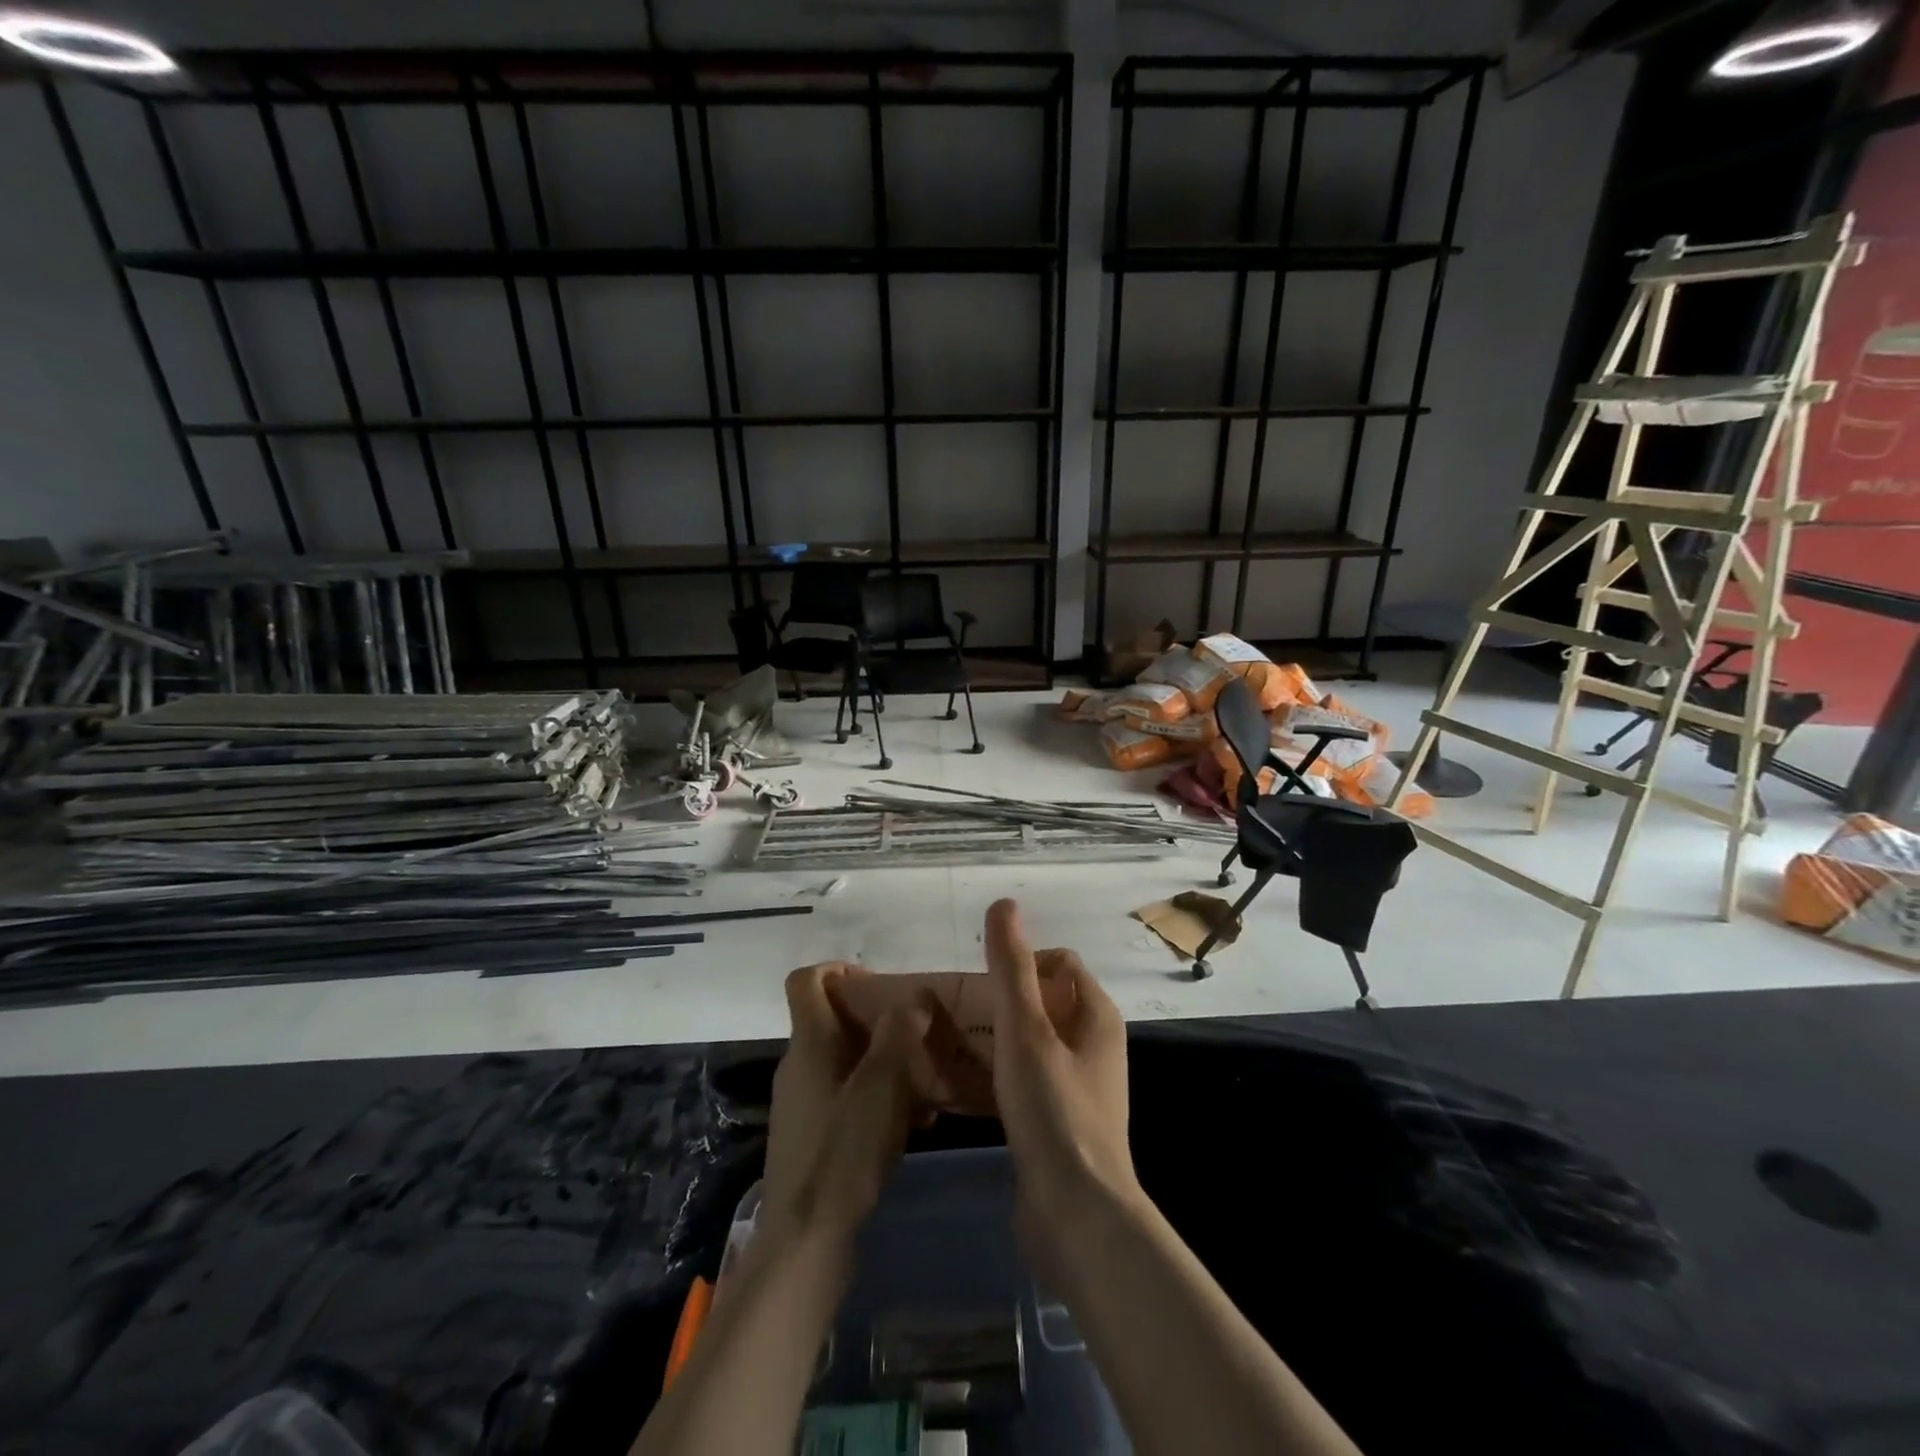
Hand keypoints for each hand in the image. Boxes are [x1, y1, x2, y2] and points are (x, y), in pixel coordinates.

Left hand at [761, 963, 932, 1248]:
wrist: (805, 1241)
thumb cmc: (842, 1153)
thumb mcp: (881, 1087)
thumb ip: (898, 1035)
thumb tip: (914, 996)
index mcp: (808, 1044)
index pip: (806, 981)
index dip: (838, 968)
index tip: (878, 983)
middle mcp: (798, 1066)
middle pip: (830, 1020)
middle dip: (875, 1019)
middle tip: (916, 1033)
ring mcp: (802, 1103)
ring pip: (844, 1061)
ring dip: (882, 1062)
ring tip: (924, 1080)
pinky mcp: (811, 1137)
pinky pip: (845, 1096)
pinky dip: (876, 1096)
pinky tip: (913, 1123)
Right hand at [928, 901, 1138, 1269]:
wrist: (1076, 1217)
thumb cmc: (1054, 1110)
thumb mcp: (1026, 1031)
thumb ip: (1012, 967)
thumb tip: (1004, 904)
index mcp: (1094, 1015)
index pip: (1058, 963)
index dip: (1019, 961)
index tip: (977, 980)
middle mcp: (1089, 1045)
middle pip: (1035, 1004)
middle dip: (989, 1003)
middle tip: (942, 1012)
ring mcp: (1072, 1086)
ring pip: (1020, 1046)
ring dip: (981, 1041)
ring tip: (935, 1043)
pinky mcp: (1053, 1122)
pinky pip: (1016, 1084)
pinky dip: (987, 1077)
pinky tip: (949, 1086)